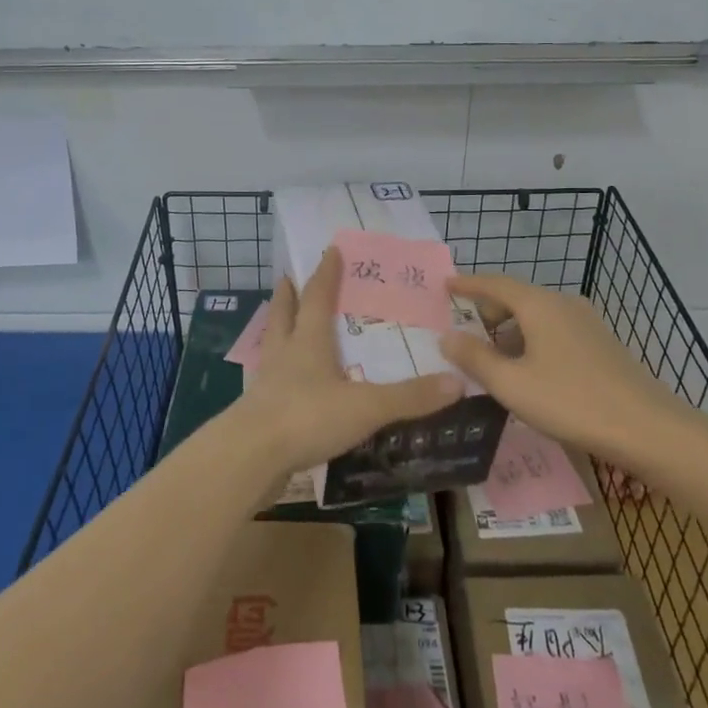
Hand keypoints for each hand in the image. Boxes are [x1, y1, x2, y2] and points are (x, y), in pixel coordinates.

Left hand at [231, 247, 465, 483]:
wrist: (250, 457)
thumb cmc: (307, 417)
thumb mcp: (366, 407)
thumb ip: (410, 397)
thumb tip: (457, 382)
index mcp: (308, 341)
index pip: (317, 296)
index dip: (325, 273)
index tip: (330, 250)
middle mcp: (284, 354)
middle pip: (284, 315)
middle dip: (289, 295)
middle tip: (288, 279)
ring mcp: (267, 383)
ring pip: (272, 345)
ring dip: (278, 330)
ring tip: (284, 324)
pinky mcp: (259, 412)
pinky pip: (269, 381)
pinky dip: (277, 373)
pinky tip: (285, 383)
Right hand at [438, 273, 682, 464]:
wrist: (648, 429)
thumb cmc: (571, 401)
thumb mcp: (511, 384)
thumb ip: (475, 358)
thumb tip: (447, 336)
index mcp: (539, 305)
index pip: (495, 283)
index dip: (468, 284)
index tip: (446, 285)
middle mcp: (563, 303)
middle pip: (517, 297)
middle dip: (489, 311)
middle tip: (466, 333)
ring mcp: (587, 323)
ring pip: (538, 316)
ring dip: (511, 330)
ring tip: (494, 358)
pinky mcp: (601, 344)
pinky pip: (555, 331)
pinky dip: (532, 341)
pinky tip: (530, 371)